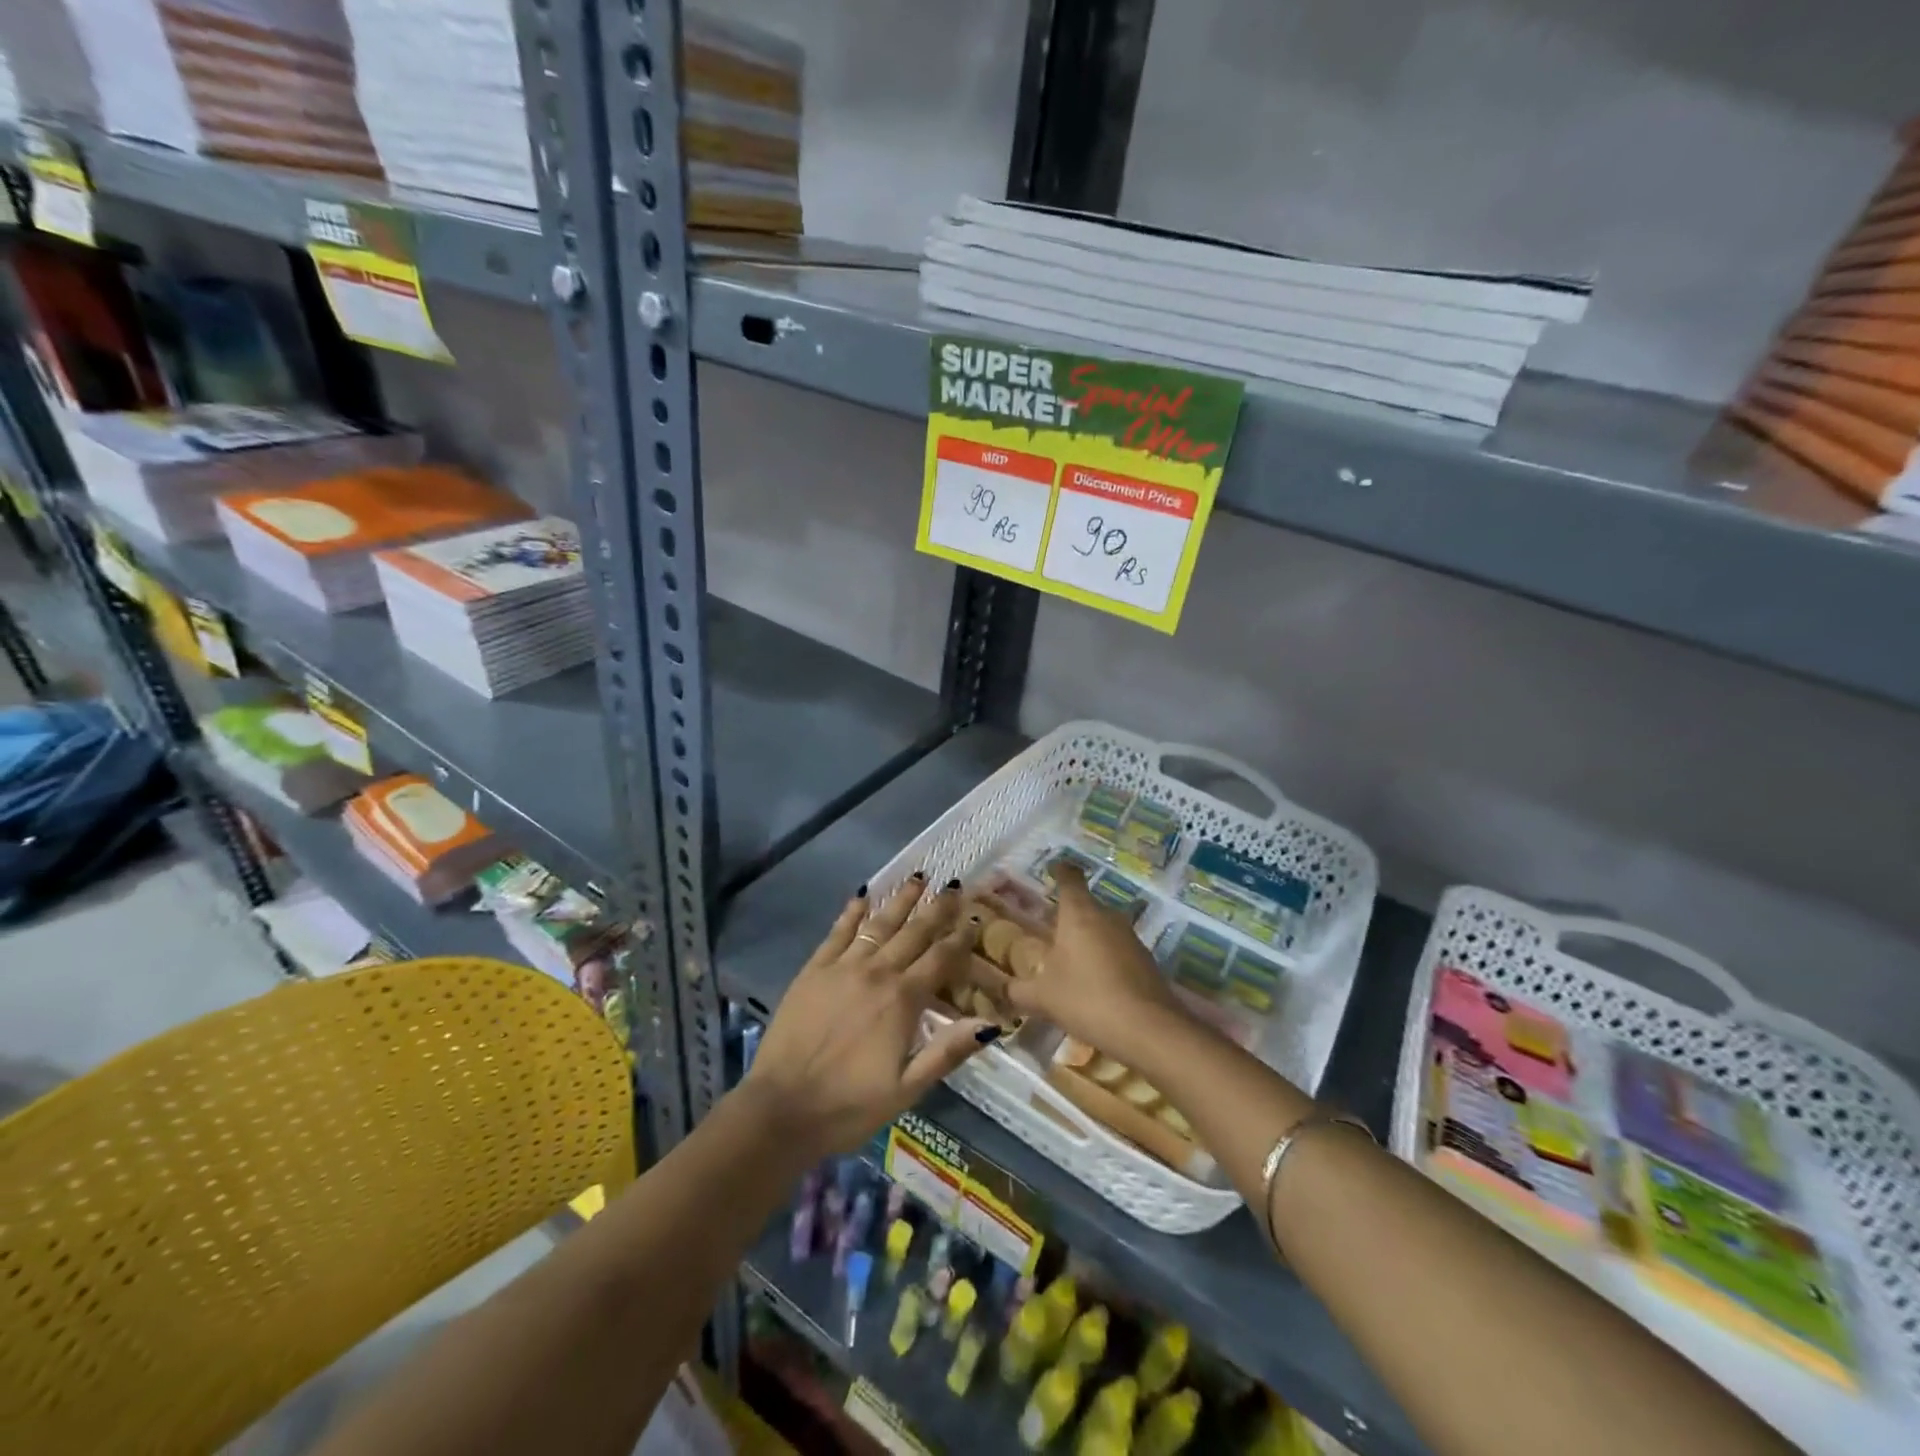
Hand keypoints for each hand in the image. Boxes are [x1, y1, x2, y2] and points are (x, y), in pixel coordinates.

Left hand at [741, 875, 997, 1157]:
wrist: (781, 1108)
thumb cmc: (850, 1105)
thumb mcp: (907, 1089)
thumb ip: (948, 1051)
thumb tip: (991, 1023)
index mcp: (903, 1000)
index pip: (941, 958)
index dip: (960, 936)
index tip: (974, 916)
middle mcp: (877, 972)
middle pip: (913, 932)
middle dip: (936, 908)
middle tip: (952, 884)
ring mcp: (842, 967)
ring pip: (878, 923)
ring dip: (900, 899)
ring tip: (917, 877)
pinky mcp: (814, 969)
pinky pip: (838, 932)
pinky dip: (852, 912)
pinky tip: (862, 895)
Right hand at [1003, 863, 1186, 1059]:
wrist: (1149, 1030)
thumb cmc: (1087, 999)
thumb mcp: (1043, 998)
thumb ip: (1018, 991)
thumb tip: (1001, 991)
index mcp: (1079, 913)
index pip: (1070, 878)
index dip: (1060, 870)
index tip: (1052, 869)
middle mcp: (1107, 917)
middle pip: (1087, 904)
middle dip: (1070, 914)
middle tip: (1050, 929)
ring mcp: (1131, 938)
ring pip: (1104, 928)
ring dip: (1089, 939)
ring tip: (1070, 960)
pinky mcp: (1147, 962)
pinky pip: (1119, 951)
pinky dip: (1106, 960)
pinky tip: (1095, 984)